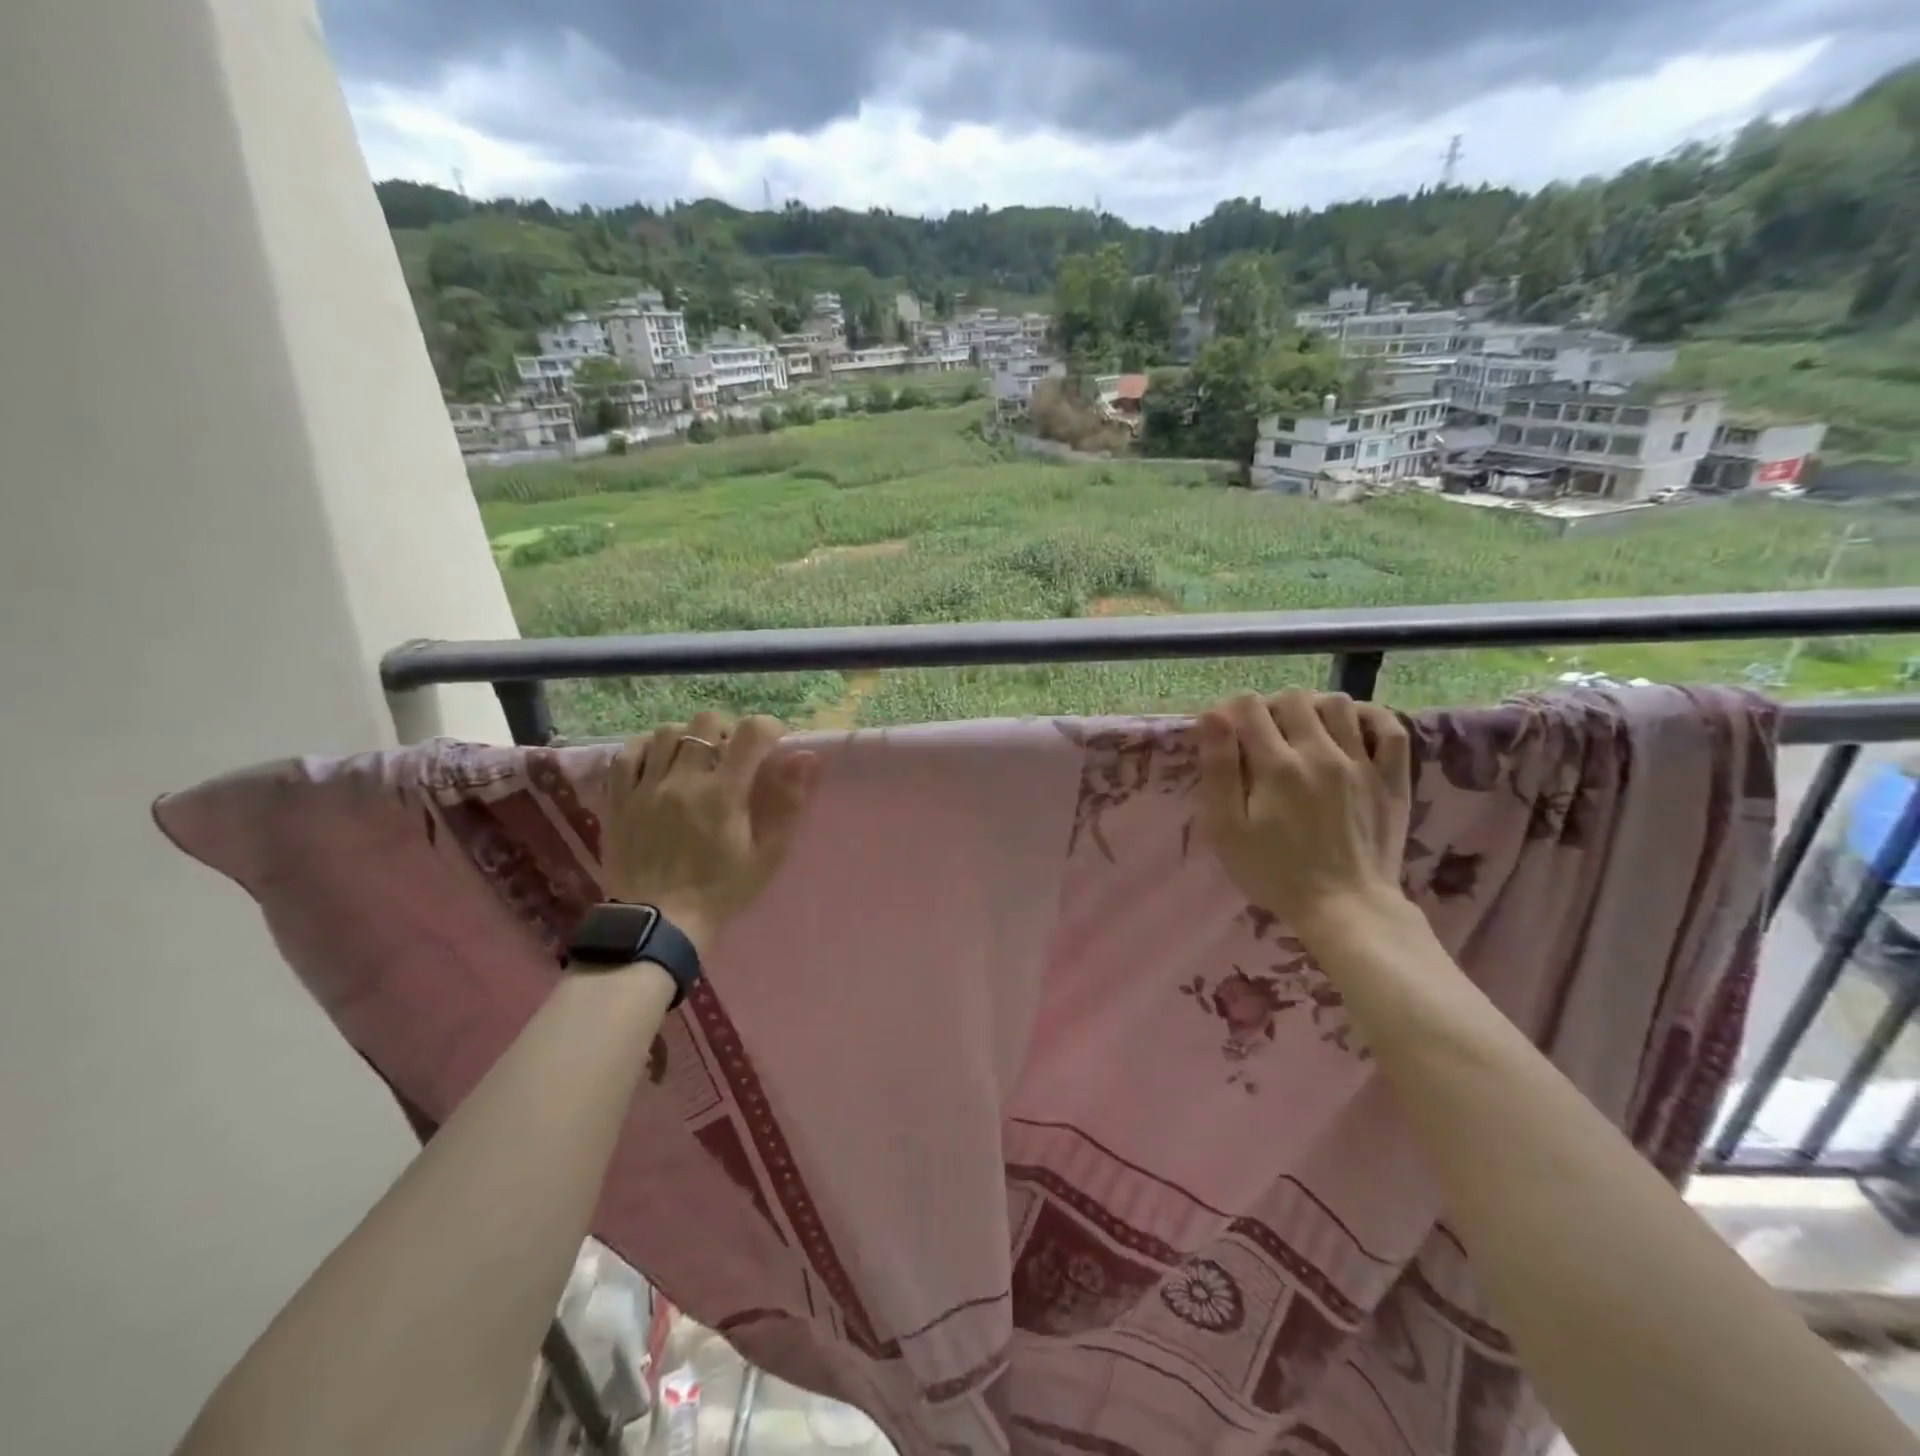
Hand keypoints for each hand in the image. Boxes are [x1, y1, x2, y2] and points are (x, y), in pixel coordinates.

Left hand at [603, 712, 818, 952]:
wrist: (658, 923)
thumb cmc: (721, 891)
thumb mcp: (767, 855)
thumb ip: (788, 803)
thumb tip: (806, 758)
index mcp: (723, 794)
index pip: (750, 733)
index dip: (767, 727)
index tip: (772, 742)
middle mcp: (683, 781)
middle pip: (705, 722)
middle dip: (727, 729)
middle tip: (733, 752)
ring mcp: (645, 788)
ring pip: (667, 732)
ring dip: (689, 737)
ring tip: (696, 759)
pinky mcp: (618, 800)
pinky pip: (627, 754)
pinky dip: (647, 748)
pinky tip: (660, 762)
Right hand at [1195, 690, 1412, 938]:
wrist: (1345, 908)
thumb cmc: (1274, 873)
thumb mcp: (1227, 829)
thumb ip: (1218, 770)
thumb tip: (1212, 716)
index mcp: (1276, 766)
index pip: (1248, 706)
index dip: (1230, 710)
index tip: (1224, 731)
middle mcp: (1320, 753)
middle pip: (1291, 698)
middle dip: (1269, 707)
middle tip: (1261, 735)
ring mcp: (1361, 763)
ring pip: (1338, 703)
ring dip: (1313, 707)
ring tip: (1302, 731)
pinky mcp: (1391, 778)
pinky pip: (1388, 726)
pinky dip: (1368, 716)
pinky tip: (1350, 728)